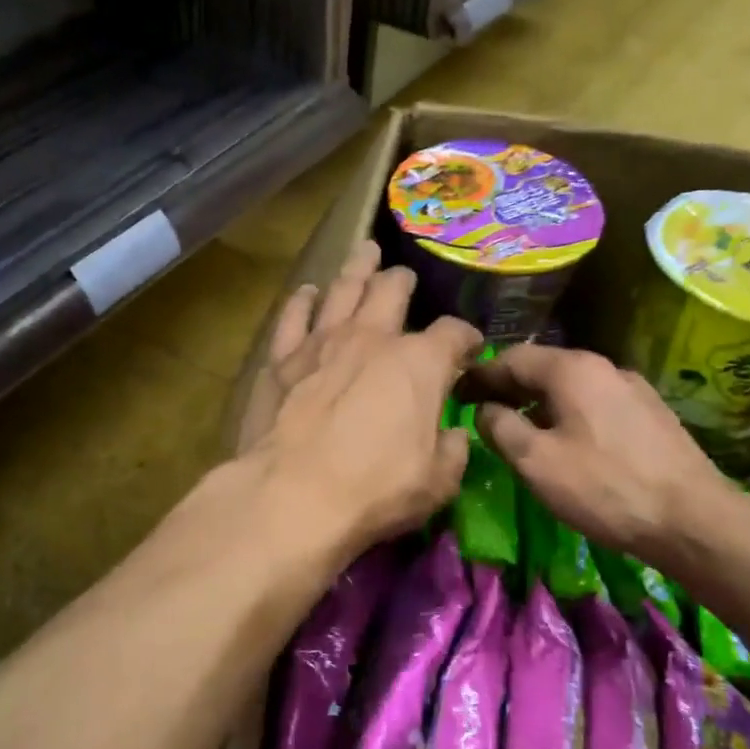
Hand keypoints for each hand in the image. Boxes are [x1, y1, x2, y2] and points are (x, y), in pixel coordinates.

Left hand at [238, 242, 481, 554]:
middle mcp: (372, 338)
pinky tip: (307, 292)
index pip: (453, 334)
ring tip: (364, 252)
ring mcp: (322, 343)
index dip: (466, 337)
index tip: (468, 347)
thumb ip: (452, 451)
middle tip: (404, 277)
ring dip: (357, 269)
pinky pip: (292, 317)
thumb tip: (453, 434)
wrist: (293, 495)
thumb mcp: (437, 482)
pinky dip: (302, 301)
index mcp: (419, 363)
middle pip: (392, 291)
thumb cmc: (375, 491)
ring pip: (343, 289)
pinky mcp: (281, 360)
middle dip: (403, 281)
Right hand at [470, 344, 732, 562]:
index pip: (511, 358)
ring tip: (519, 428)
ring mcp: (632, 388)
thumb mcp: (534, 461)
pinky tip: (565, 440)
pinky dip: (568, 412)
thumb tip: (485, 409)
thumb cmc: (603, 487)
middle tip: (482, 411)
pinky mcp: (650, 414)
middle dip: (509, 387)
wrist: (692, 519)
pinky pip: (595, 402)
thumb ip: (500, 427)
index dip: (480, 375)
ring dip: (539, 401)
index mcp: (571, 369)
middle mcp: (603, 367)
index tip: (456, 393)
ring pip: (571, 386)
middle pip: (544, 368)